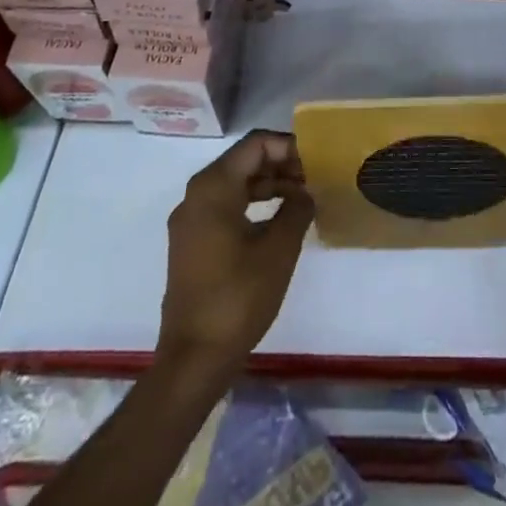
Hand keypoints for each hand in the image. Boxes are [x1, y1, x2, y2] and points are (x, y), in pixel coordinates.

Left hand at [158, 130, 314, 373]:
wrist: (193, 360)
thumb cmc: (238, 297)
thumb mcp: (279, 249)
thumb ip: (297, 209)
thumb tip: (305, 193)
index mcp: (213, 187)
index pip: (256, 144)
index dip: (288, 146)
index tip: (316, 162)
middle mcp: (196, 195)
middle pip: (244, 161)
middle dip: (280, 164)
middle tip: (312, 179)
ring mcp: (190, 221)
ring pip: (235, 184)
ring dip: (269, 185)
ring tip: (301, 199)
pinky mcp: (191, 244)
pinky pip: (225, 206)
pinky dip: (253, 204)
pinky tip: (278, 221)